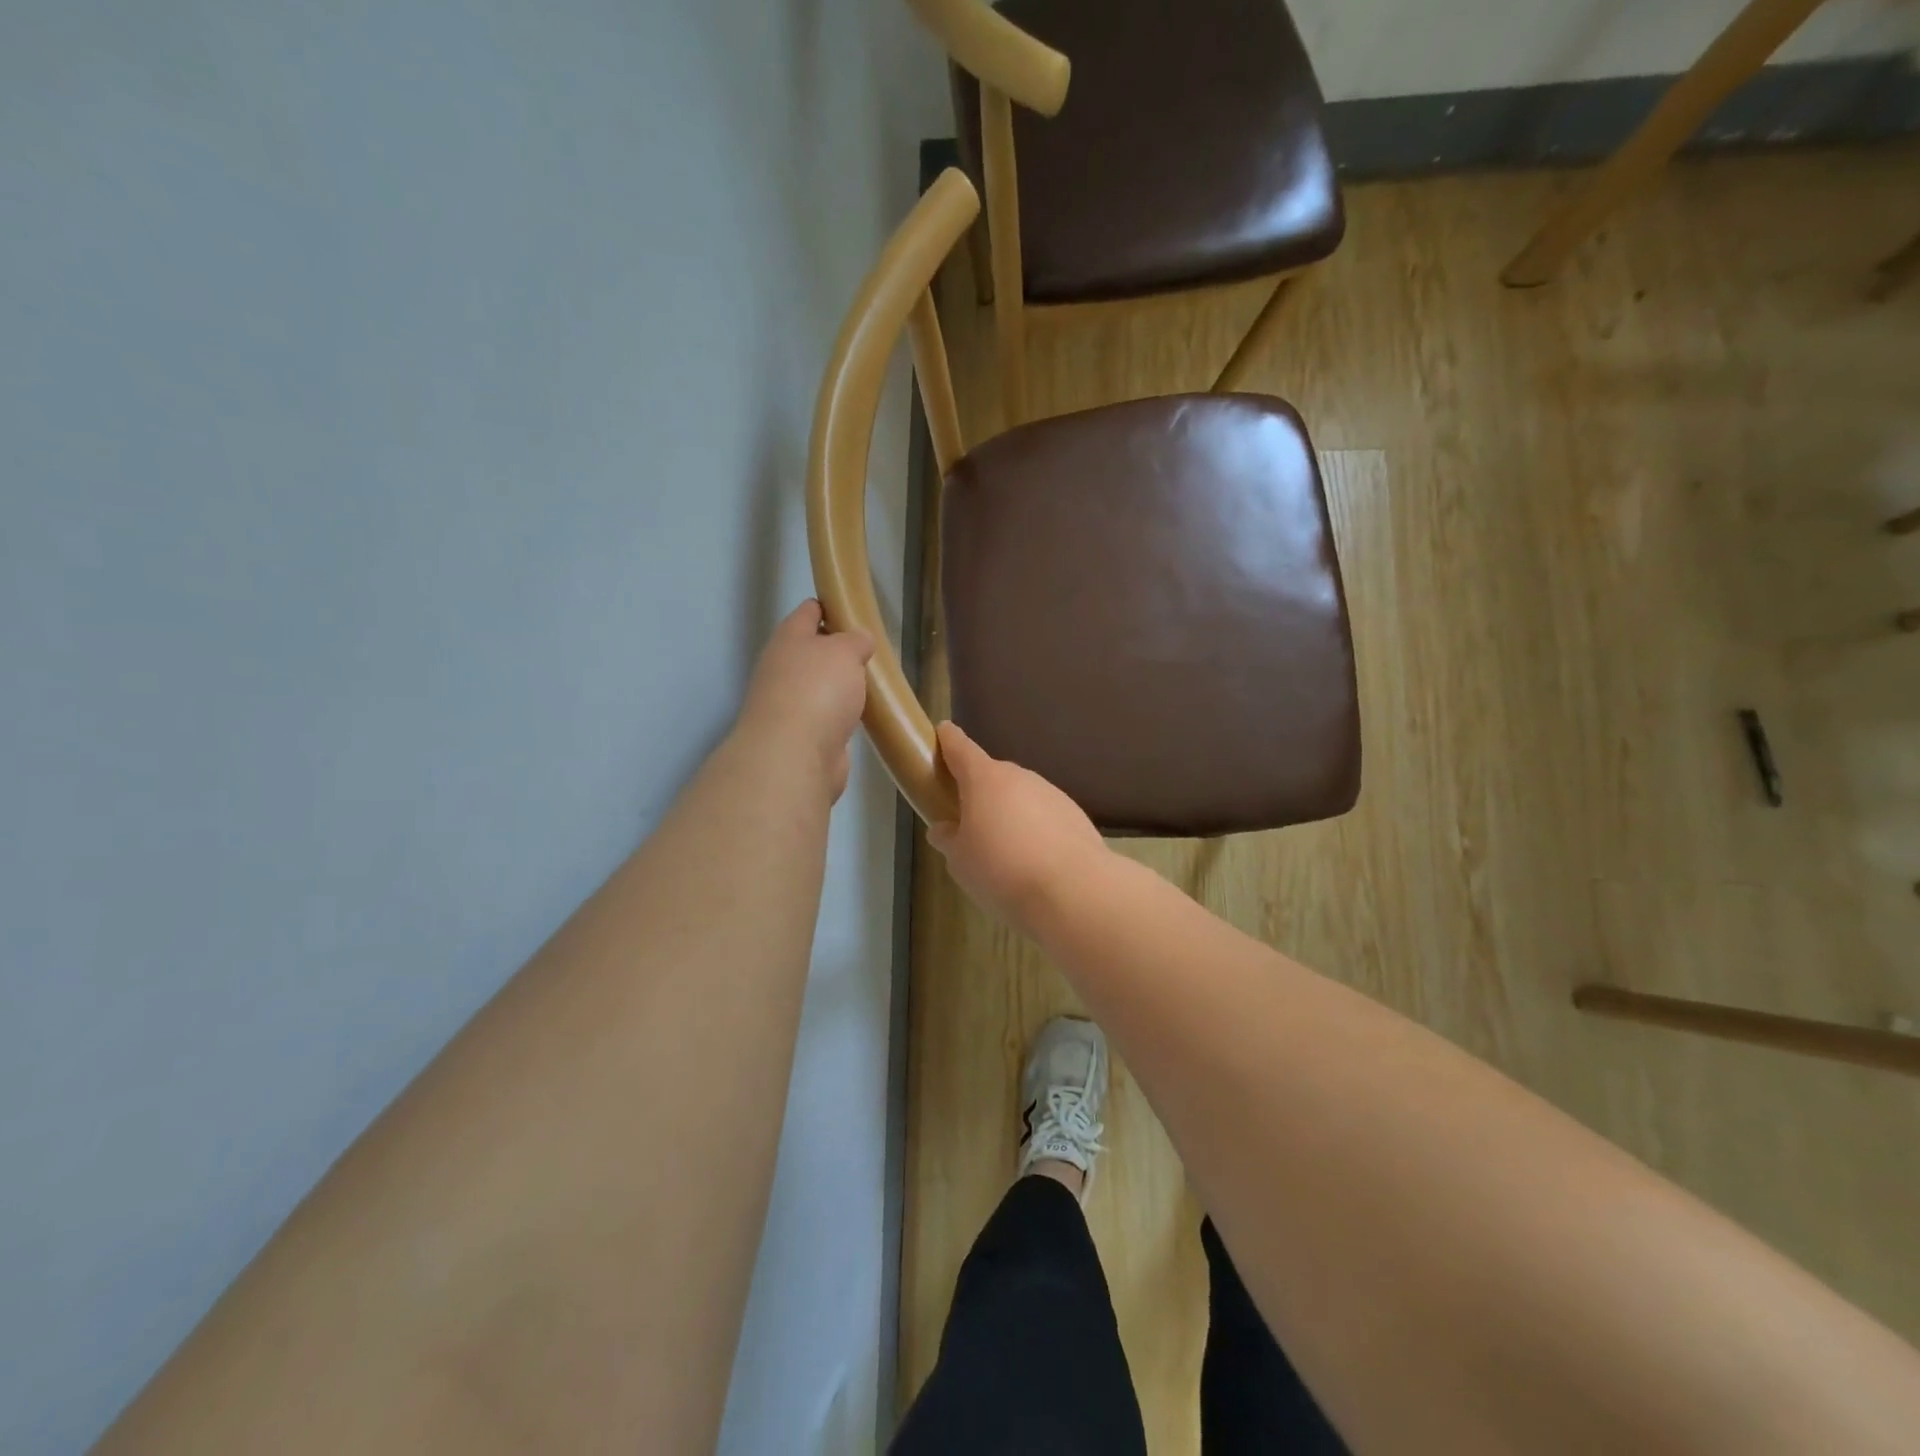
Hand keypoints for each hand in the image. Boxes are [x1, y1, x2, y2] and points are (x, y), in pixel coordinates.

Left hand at [737, 600, 872, 800]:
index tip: (854, 609)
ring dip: (842, 685)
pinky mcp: (804, 736)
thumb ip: (855, 640)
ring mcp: (791, 704)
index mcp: (788, 639)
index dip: (830, 606)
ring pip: (821, 686)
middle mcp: (783, 669)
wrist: (795, 755)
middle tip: (872, 651)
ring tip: (873, 682)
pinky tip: (863, 715)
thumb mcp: (845, 651)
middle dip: (839, 650)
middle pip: (813, 651)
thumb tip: (859, 641)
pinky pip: (828, 716)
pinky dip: (843, 715)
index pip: (808, 612)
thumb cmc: (818, 690)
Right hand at [926, 722, 1108, 932]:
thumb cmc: (1002, 870)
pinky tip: (1034, 860)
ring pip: (1021, 797)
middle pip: (993, 776)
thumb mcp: (960, 861)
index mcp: (985, 779)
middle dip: (979, 791)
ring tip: (1004, 851)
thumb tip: (945, 829)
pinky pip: (1044, 816)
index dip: (948, 740)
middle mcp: (1020, 777)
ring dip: (1010, 813)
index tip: (943, 731)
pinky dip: (1035, 830)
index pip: (961, 748)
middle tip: (968, 821)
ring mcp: (1052, 793)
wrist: (1074, 890)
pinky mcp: (1075, 815)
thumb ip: (949, 839)